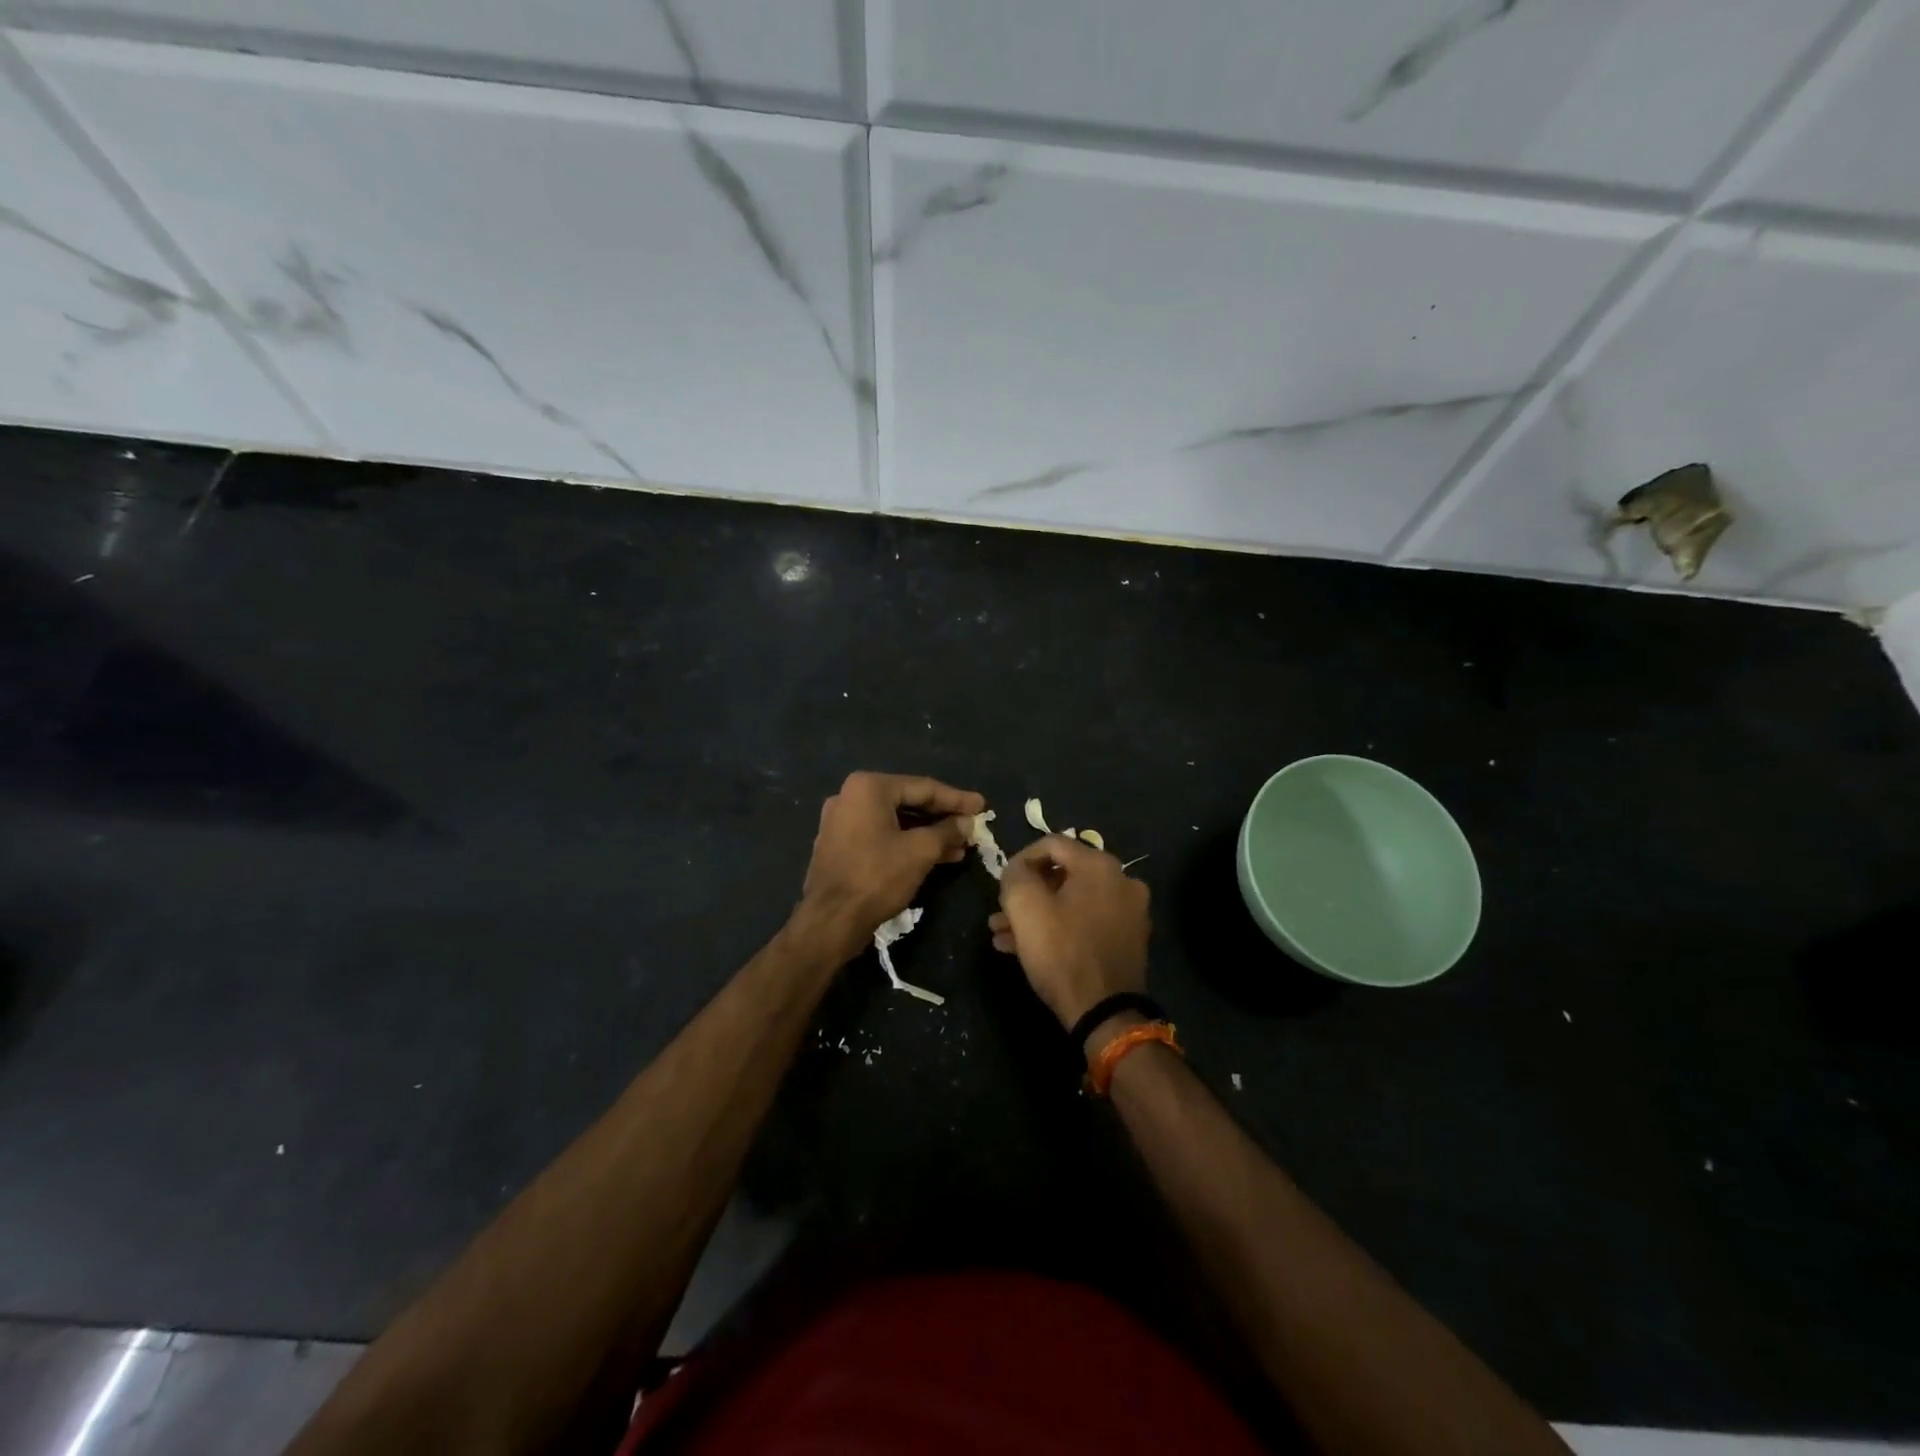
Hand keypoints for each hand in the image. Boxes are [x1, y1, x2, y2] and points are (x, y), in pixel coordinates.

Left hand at [795, 771, 985, 962]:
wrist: (830, 921)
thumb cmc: (877, 877)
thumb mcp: (920, 851)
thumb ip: (947, 831)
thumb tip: (967, 823)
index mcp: (869, 787)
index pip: (923, 787)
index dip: (957, 799)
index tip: (982, 806)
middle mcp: (851, 796)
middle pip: (908, 802)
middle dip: (942, 817)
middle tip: (972, 826)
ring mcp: (842, 821)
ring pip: (895, 821)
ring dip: (927, 833)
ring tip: (959, 846)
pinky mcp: (840, 844)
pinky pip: (881, 835)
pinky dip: (907, 843)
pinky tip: (934, 856)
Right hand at [991, 834, 1150, 1037]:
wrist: (1106, 1013)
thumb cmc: (1062, 952)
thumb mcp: (1025, 907)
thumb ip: (1015, 875)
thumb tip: (1017, 869)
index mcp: (1100, 865)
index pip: (1052, 844)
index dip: (1020, 859)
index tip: (1002, 883)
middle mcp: (1122, 881)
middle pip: (1063, 875)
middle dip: (1026, 893)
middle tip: (1000, 912)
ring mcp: (1129, 912)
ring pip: (1072, 902)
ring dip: (1038, 914)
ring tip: (1004, 934)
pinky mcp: (1129, 940)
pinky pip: (1086, 922)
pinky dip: (1059, 928)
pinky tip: (1026, 948)